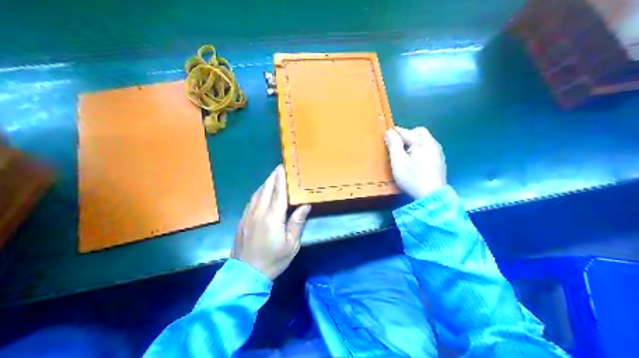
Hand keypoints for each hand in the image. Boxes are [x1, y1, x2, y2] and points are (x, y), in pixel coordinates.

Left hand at [232, 165, 312, 279]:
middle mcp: (259, 212)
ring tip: (271, 178)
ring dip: (265, 184)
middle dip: (272, 177)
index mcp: (273, 217)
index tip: (283, 167)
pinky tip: (261, 193)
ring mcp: (248, 215)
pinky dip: (257, 193)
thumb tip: (305, 205)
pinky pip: (251, 201)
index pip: (279, 192)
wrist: (246, 273)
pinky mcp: (242, 220)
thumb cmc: (273, 260)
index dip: (281, 179)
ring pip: (256, 194)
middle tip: (279, 168)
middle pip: (266, 189)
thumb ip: (297, 223)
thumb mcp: (291, 245)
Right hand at [381, 126, 445, 197]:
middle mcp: (432, 142)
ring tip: (406, 154)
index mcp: (421, 141)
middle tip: (398, 146)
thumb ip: (393, 145)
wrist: (432, 196)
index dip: (393, 134)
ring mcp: (438, 151)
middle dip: (407, 135)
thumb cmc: (413, 179)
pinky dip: (421, 149)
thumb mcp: (398, 162)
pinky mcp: (440, 160)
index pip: (404, 131)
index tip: (386, 139)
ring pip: (425, 139)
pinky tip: (416, 160)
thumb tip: (389, 132)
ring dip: (415, 142)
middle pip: (418, 132)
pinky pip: (429, 147)